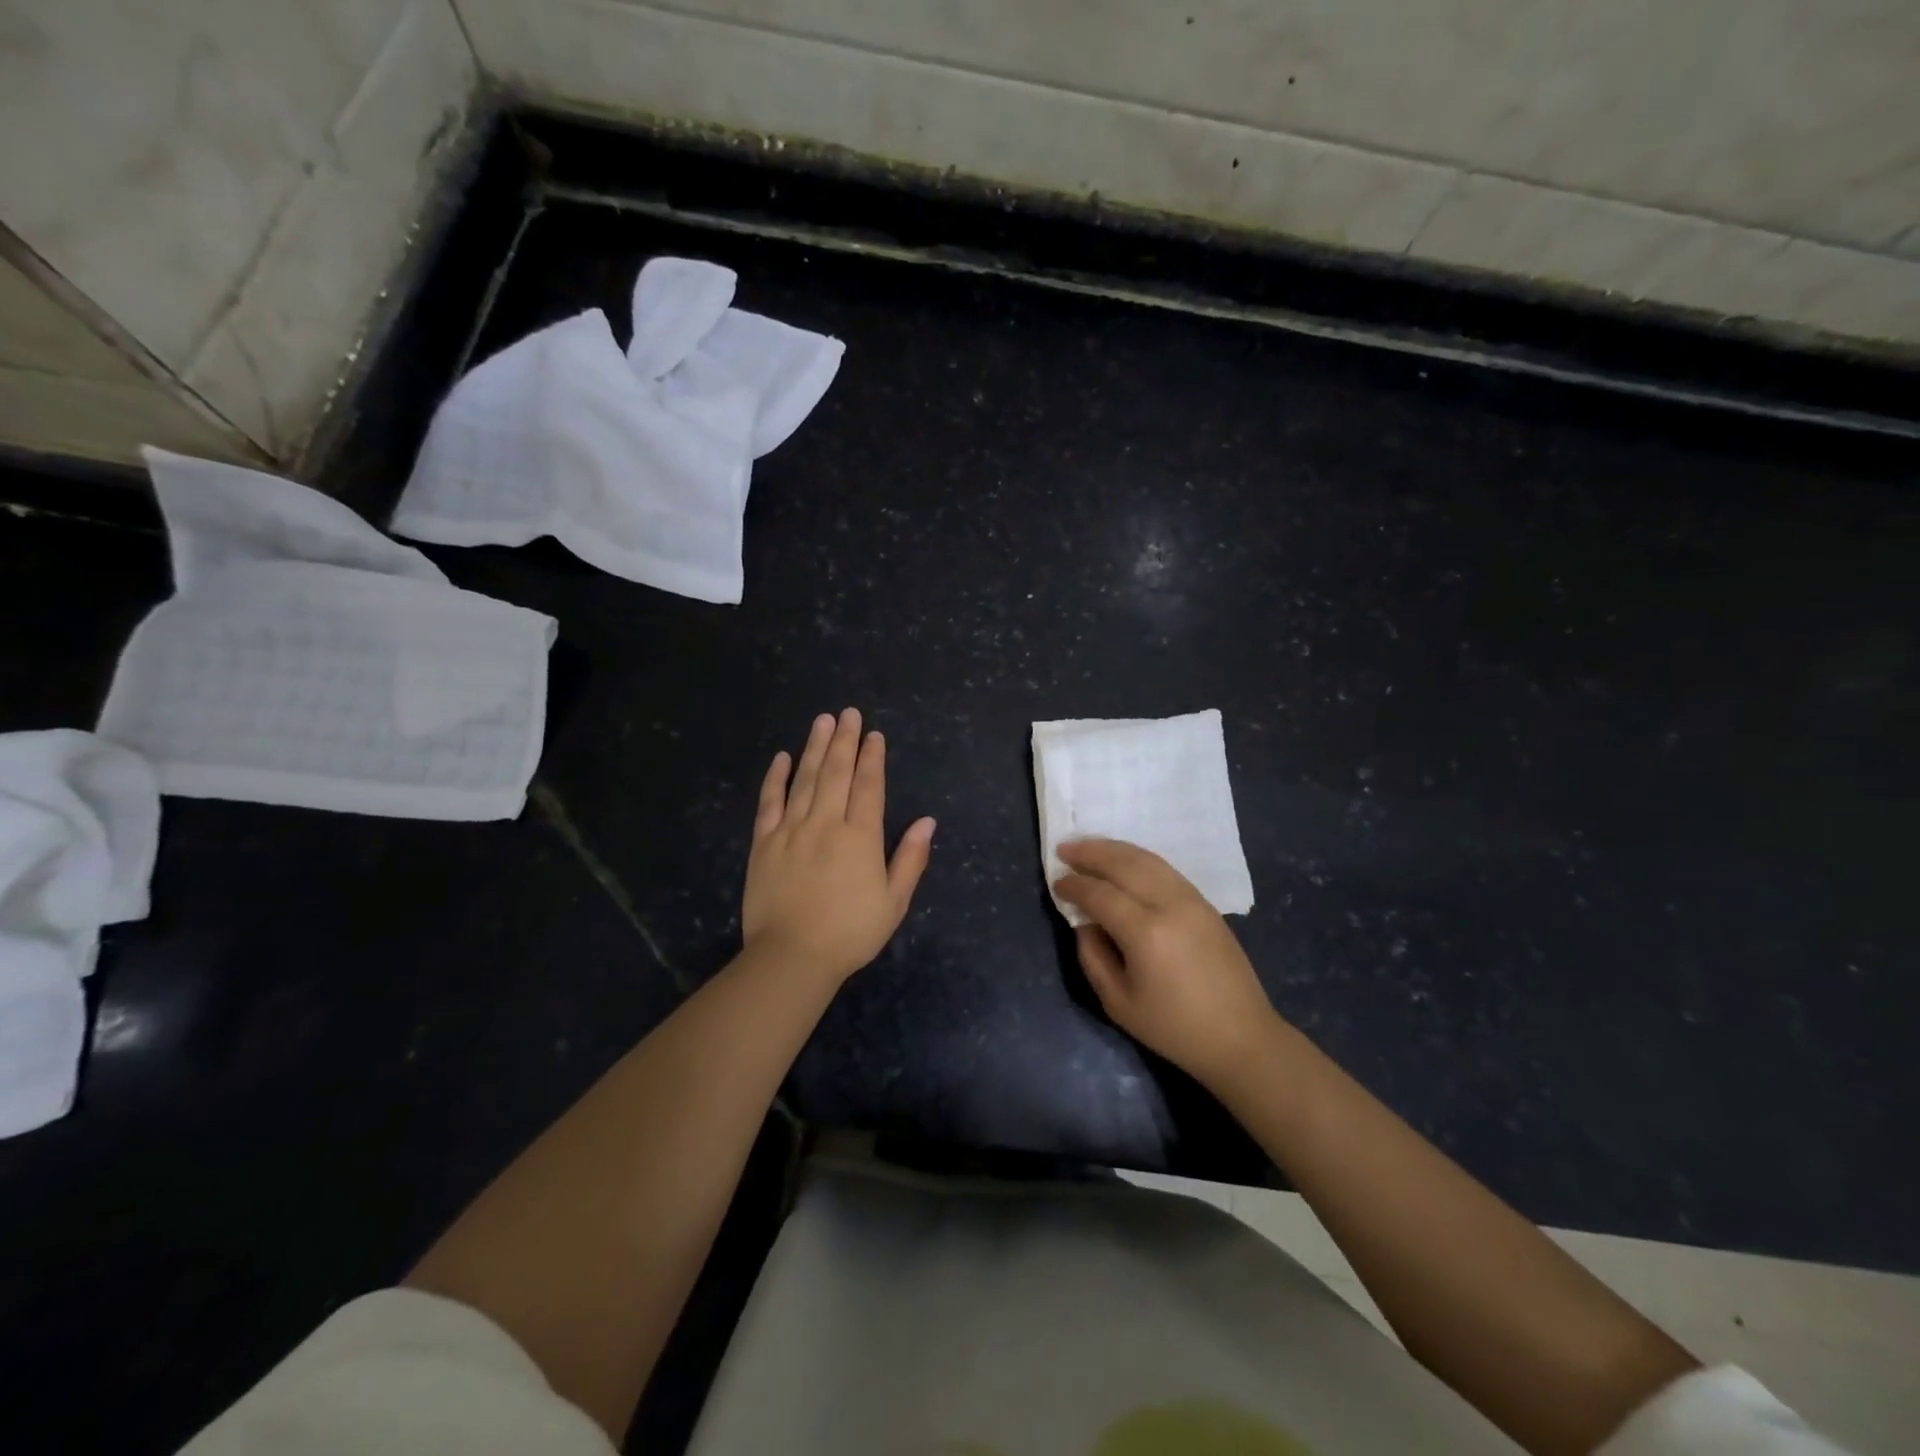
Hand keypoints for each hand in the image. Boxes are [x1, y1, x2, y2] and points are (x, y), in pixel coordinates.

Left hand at [742, 708, 935, 985]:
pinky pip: (769, 802)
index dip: (872, 758)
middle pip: (836, 772)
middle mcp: (826, 823)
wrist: (792, 957)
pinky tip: (782, 757)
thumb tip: (928, 821)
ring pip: (805, 779)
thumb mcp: (894, 901)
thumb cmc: (850, 933)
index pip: (868, 786)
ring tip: (822, 721)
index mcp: (860, 837)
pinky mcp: (764, 842)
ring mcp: (791, 830)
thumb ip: (910, 858)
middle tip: (848, 713)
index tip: (874, 735)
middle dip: (844, 740)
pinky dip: (776, 777)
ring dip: (815, 747)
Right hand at [1054, 839, 1278, 1087]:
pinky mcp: (1204, 902)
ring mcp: (1191, 899)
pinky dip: (1138, 858)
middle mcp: (1169, 905)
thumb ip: (1092, 956)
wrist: (1240, 1036)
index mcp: (1145, 933)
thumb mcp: (1118, 1003)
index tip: (1056, 883)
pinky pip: (1164, 869)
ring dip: (1114, 849)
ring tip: (1088, 847)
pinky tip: (1123, 862)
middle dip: (1090, 853)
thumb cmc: (1174, 1028)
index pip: (1100, 894)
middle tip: (1064, 849)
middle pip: (1124, 864)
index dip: (1074, 886)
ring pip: (1146, 859)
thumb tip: (1084, 923)